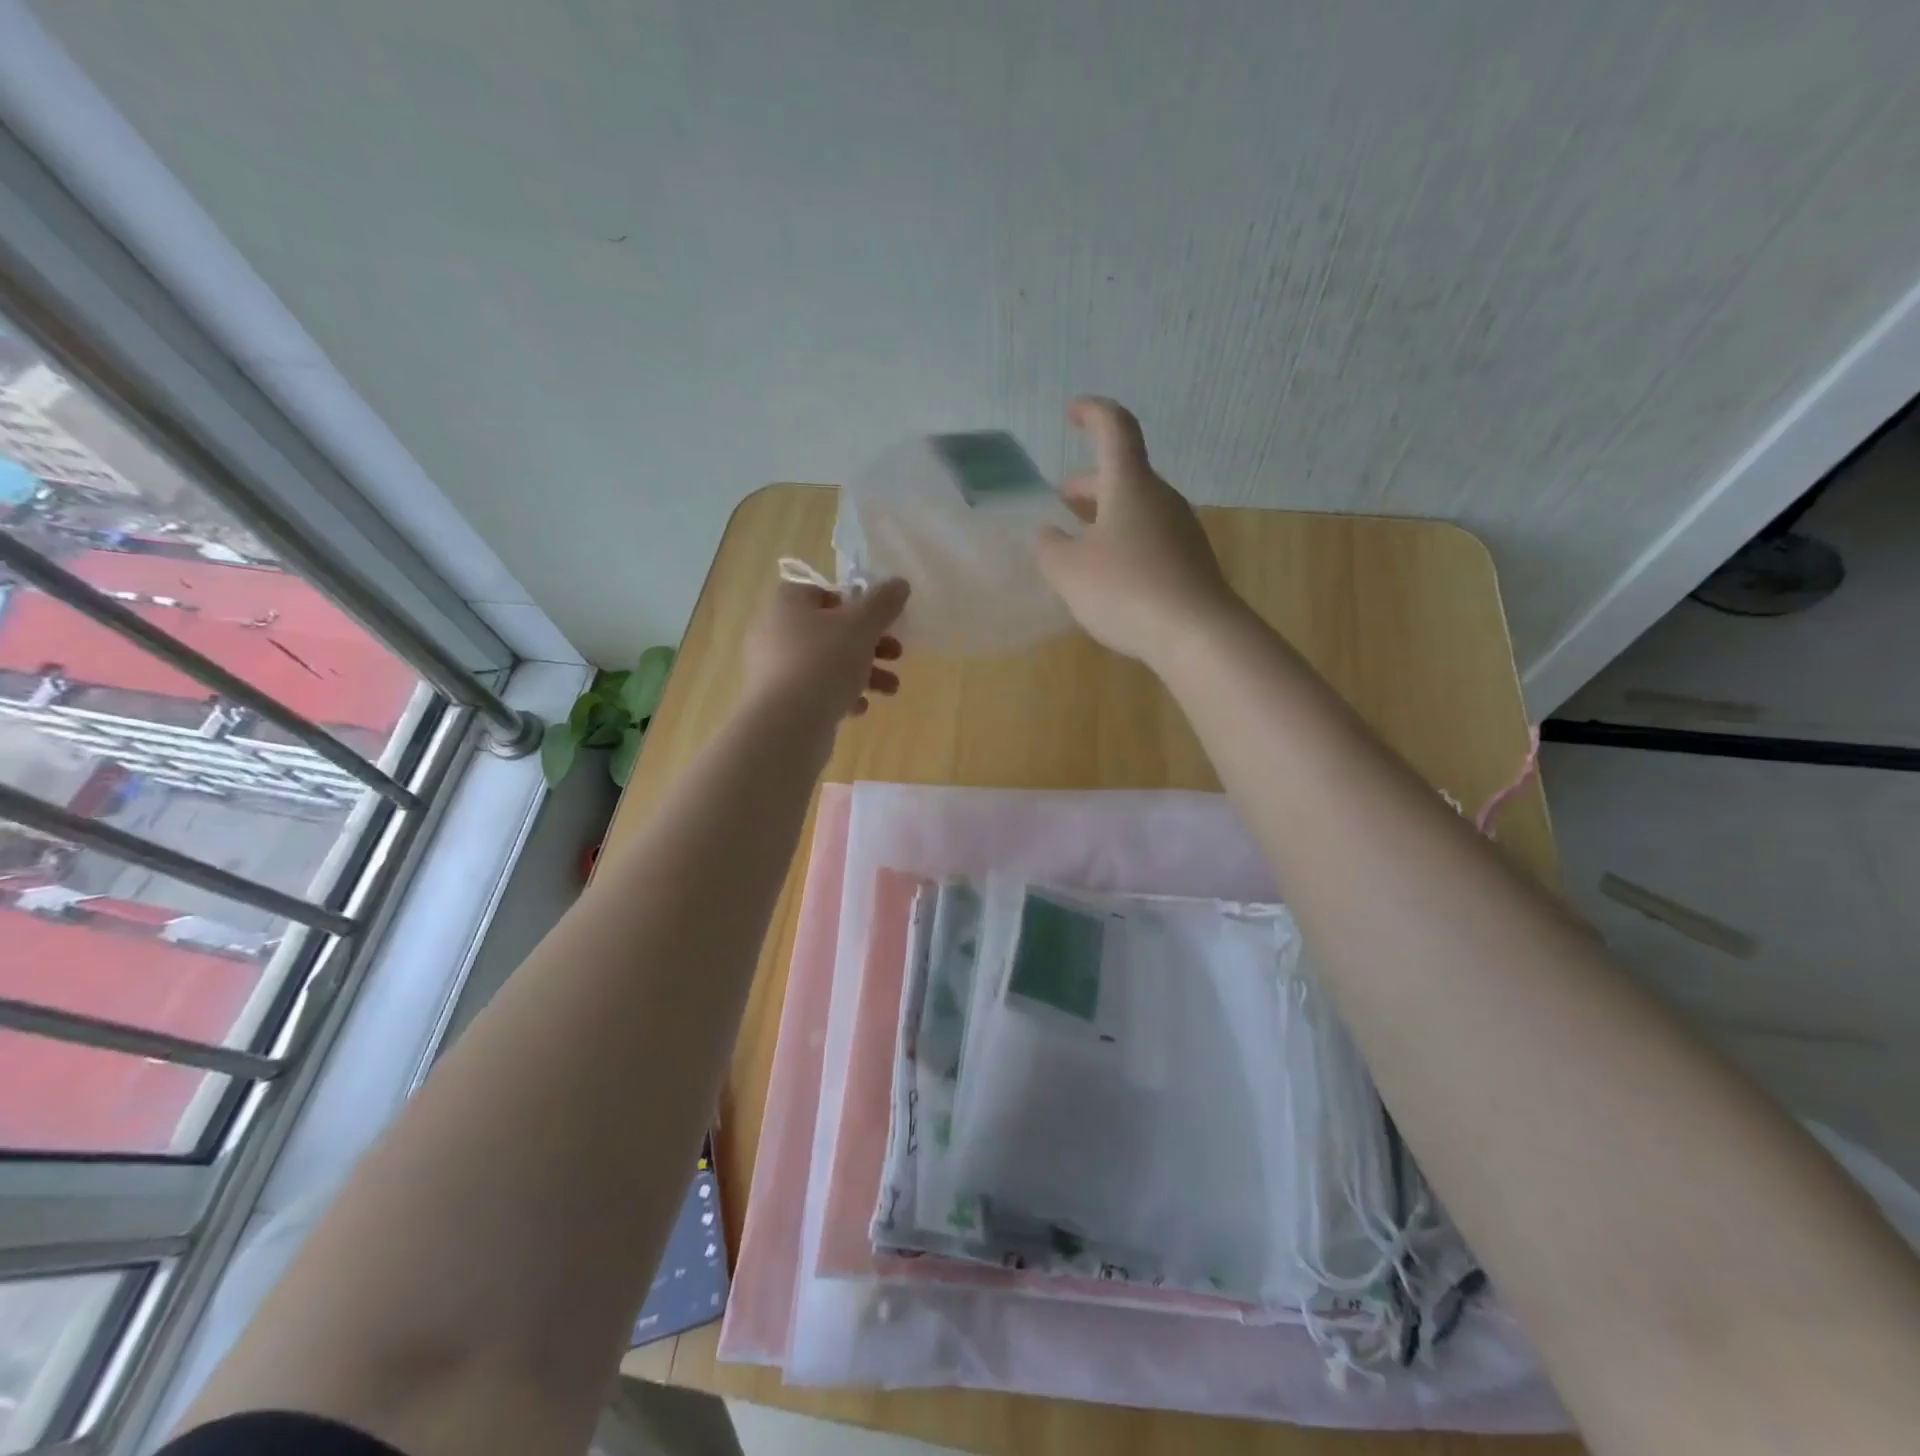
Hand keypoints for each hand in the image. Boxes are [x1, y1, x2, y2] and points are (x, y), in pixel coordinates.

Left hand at [742, 576, 908, 723]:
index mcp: (787, 605)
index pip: (817, 591)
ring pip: (825, 663)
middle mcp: (774, 633)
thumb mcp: (862, 626)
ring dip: (862, 672)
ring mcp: (774, 669)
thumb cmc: (825, 661)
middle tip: (896, 654)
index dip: (849, 601)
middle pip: (828, 630)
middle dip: (868, 643)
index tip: (874, 618)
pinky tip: (859, 709)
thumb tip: (900, 583)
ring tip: (890, 689)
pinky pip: (814, 691)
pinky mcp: (778, 702)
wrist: (788, 724)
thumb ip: (883, 603)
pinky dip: (839, 696)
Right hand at [1035, 397, 1240, 666]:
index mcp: (1130, 485)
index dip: (1091, 413)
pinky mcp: (1191, 561)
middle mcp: (1160, 498)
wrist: (1196, 634)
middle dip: (1090, 483)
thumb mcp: (1068, 571)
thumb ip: (1050, 547)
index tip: (1070, 413)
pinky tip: (1109, 574)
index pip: (1114, 428)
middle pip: (1124, 474)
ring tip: (1079, 543)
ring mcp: (1181, 530)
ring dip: (1106, 515)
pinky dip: (1124, 541)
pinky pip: (1151, 537)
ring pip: (1137, 507)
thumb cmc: (1125, 589)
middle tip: (1062, 499)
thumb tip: (1050, 535)